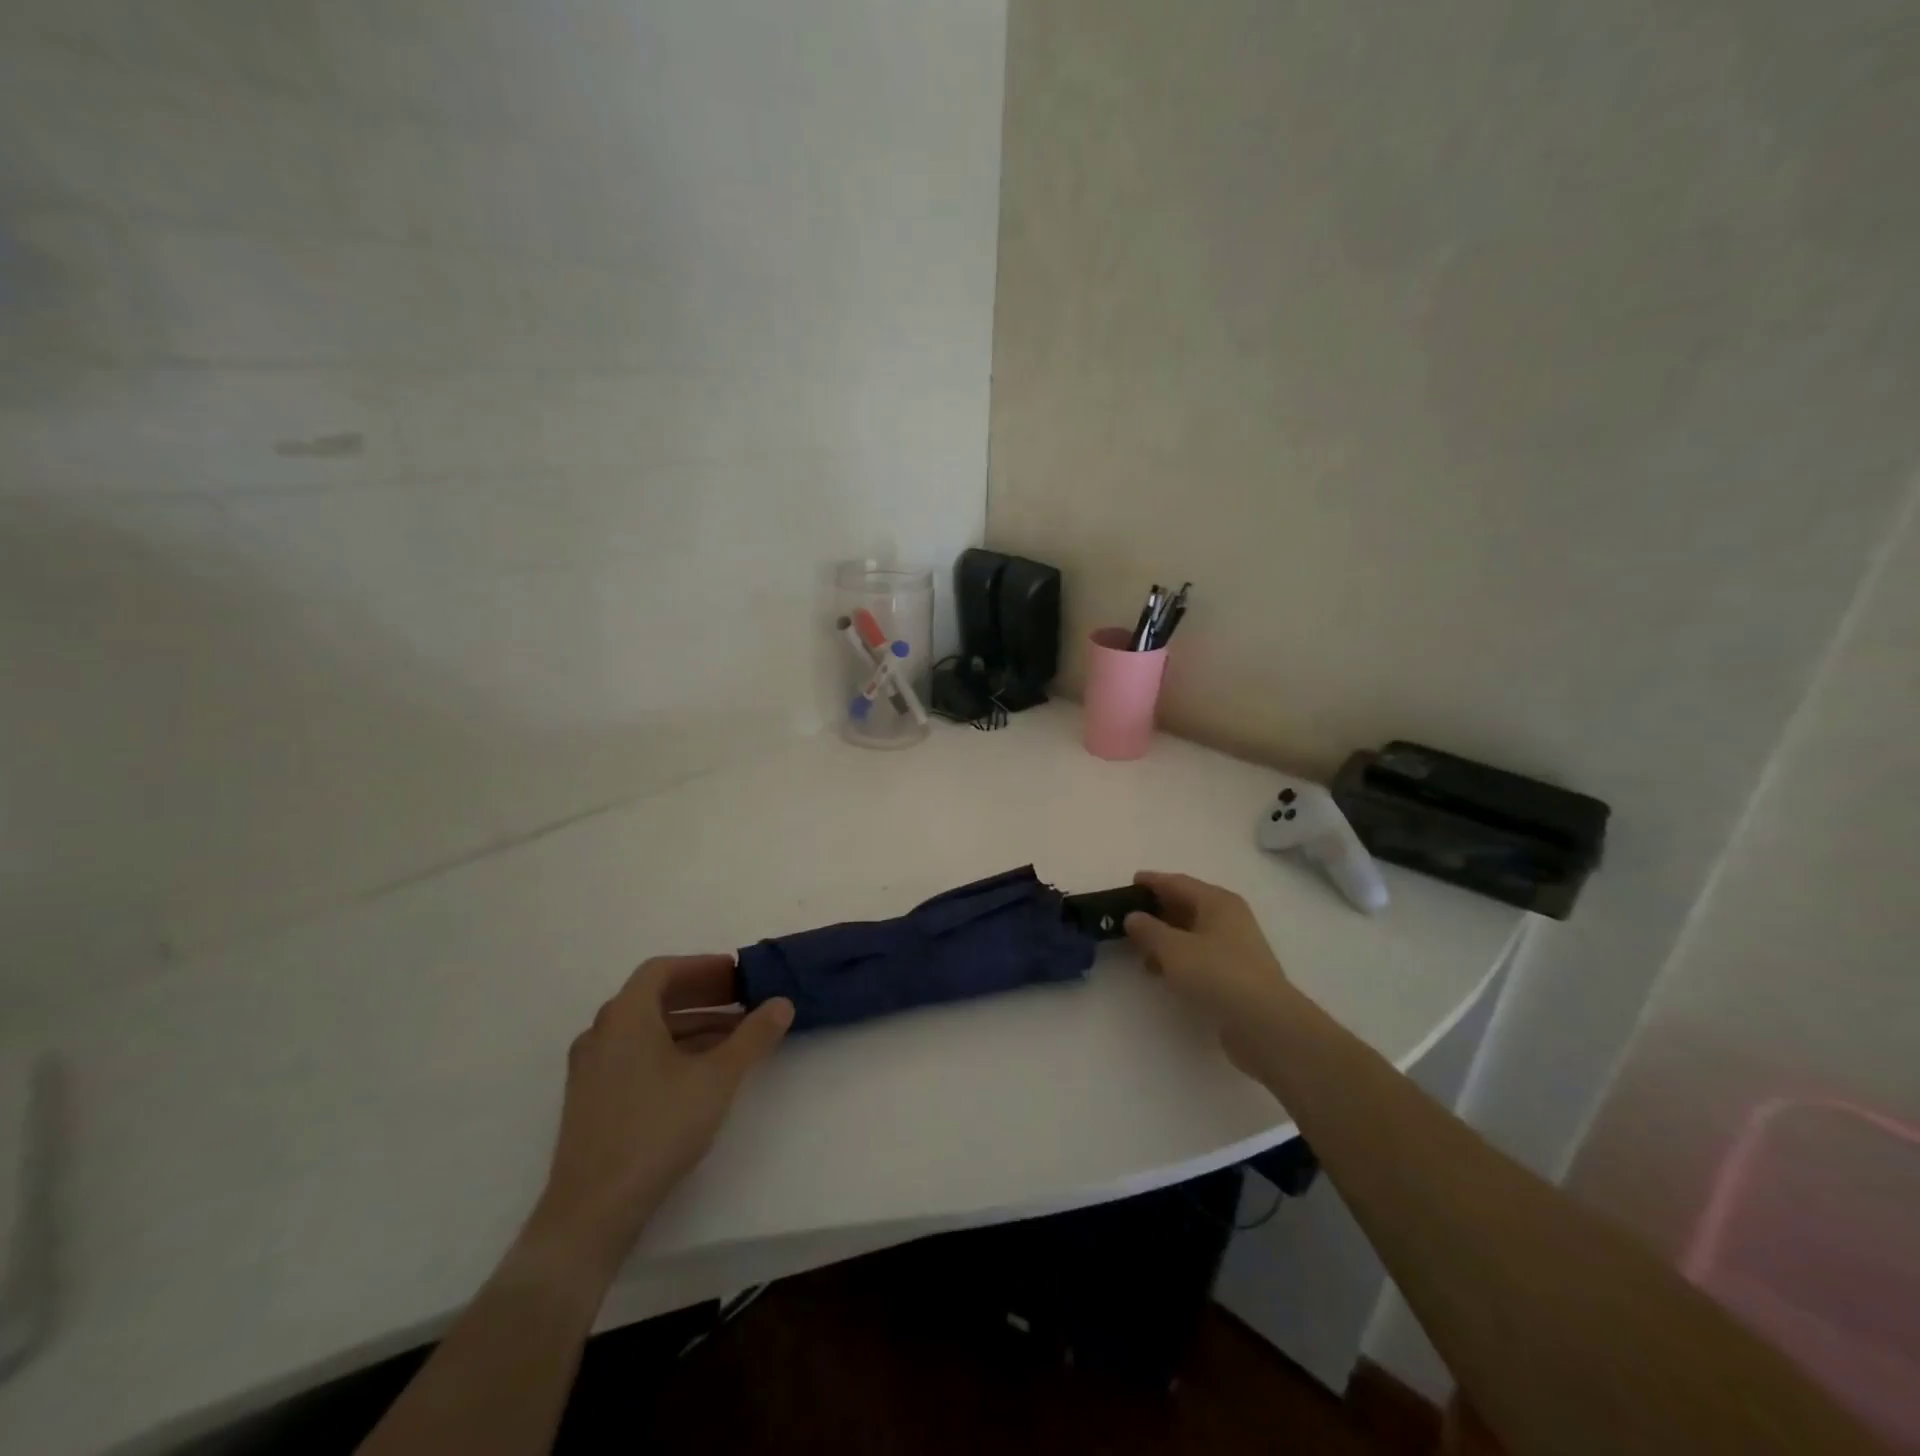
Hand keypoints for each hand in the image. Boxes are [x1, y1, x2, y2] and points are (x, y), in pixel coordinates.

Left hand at [522, 956, 792, 1285]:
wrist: (592, 1211)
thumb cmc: (657, 1129)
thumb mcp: (718, 1078)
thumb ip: (753, 1036)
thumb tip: (782, 1003)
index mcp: (625, 1016)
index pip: (663, 970)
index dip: (703, 967)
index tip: (736, 975)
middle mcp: (601, 1033)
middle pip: (653, 997)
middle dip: (701, 995)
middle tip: (740, 1000)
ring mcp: (590, 1068)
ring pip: (645, 1029)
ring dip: (689, 1024)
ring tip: (731, 1037)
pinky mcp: (590, 1099)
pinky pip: (633, 1054)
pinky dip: (668, 1049)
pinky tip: (699, 1072)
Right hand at [1124, 871, 1297, 1074]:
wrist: (1265, 1024)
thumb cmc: (1217, 974)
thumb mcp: (1173, 949)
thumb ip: (1149, 930)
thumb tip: (1133, 917)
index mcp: (1217, 902)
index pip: (1178, 882)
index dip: (1153, 882)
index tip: (1130, 882)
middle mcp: (1229, 918)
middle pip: (1187, 905)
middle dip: (1158, 910)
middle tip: (1128, 916)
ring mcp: (1235, 947)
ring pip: (1192, 932)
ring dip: (1166, 937)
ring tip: (1138, 949)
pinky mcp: (1236, 974)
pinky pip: (1199, 955)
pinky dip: (1178, 957)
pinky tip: (1161, 972)